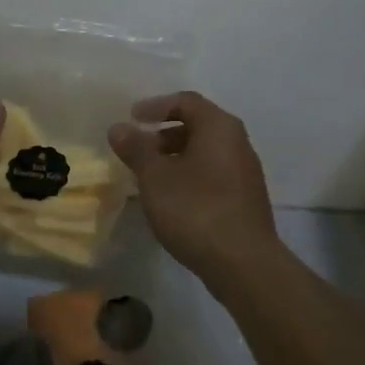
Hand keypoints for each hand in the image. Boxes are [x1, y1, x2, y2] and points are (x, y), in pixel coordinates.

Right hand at [109, 92, 282, 284]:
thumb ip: (136, 149)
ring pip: (205, 152)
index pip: (186, 101)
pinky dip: (189, 176)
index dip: (156, 106)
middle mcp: (238, 142)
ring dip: (176, 158)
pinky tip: (172, 200)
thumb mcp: (155, 177)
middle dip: (164, 134)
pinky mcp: (245, 199)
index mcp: (219, 127)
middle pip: (198, 125)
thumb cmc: (196, 209)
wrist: (243, 263)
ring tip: (150, 177)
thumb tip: (119, 128)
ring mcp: (245, 172)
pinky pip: (213, 174)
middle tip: (138, 149)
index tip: (132, 118)